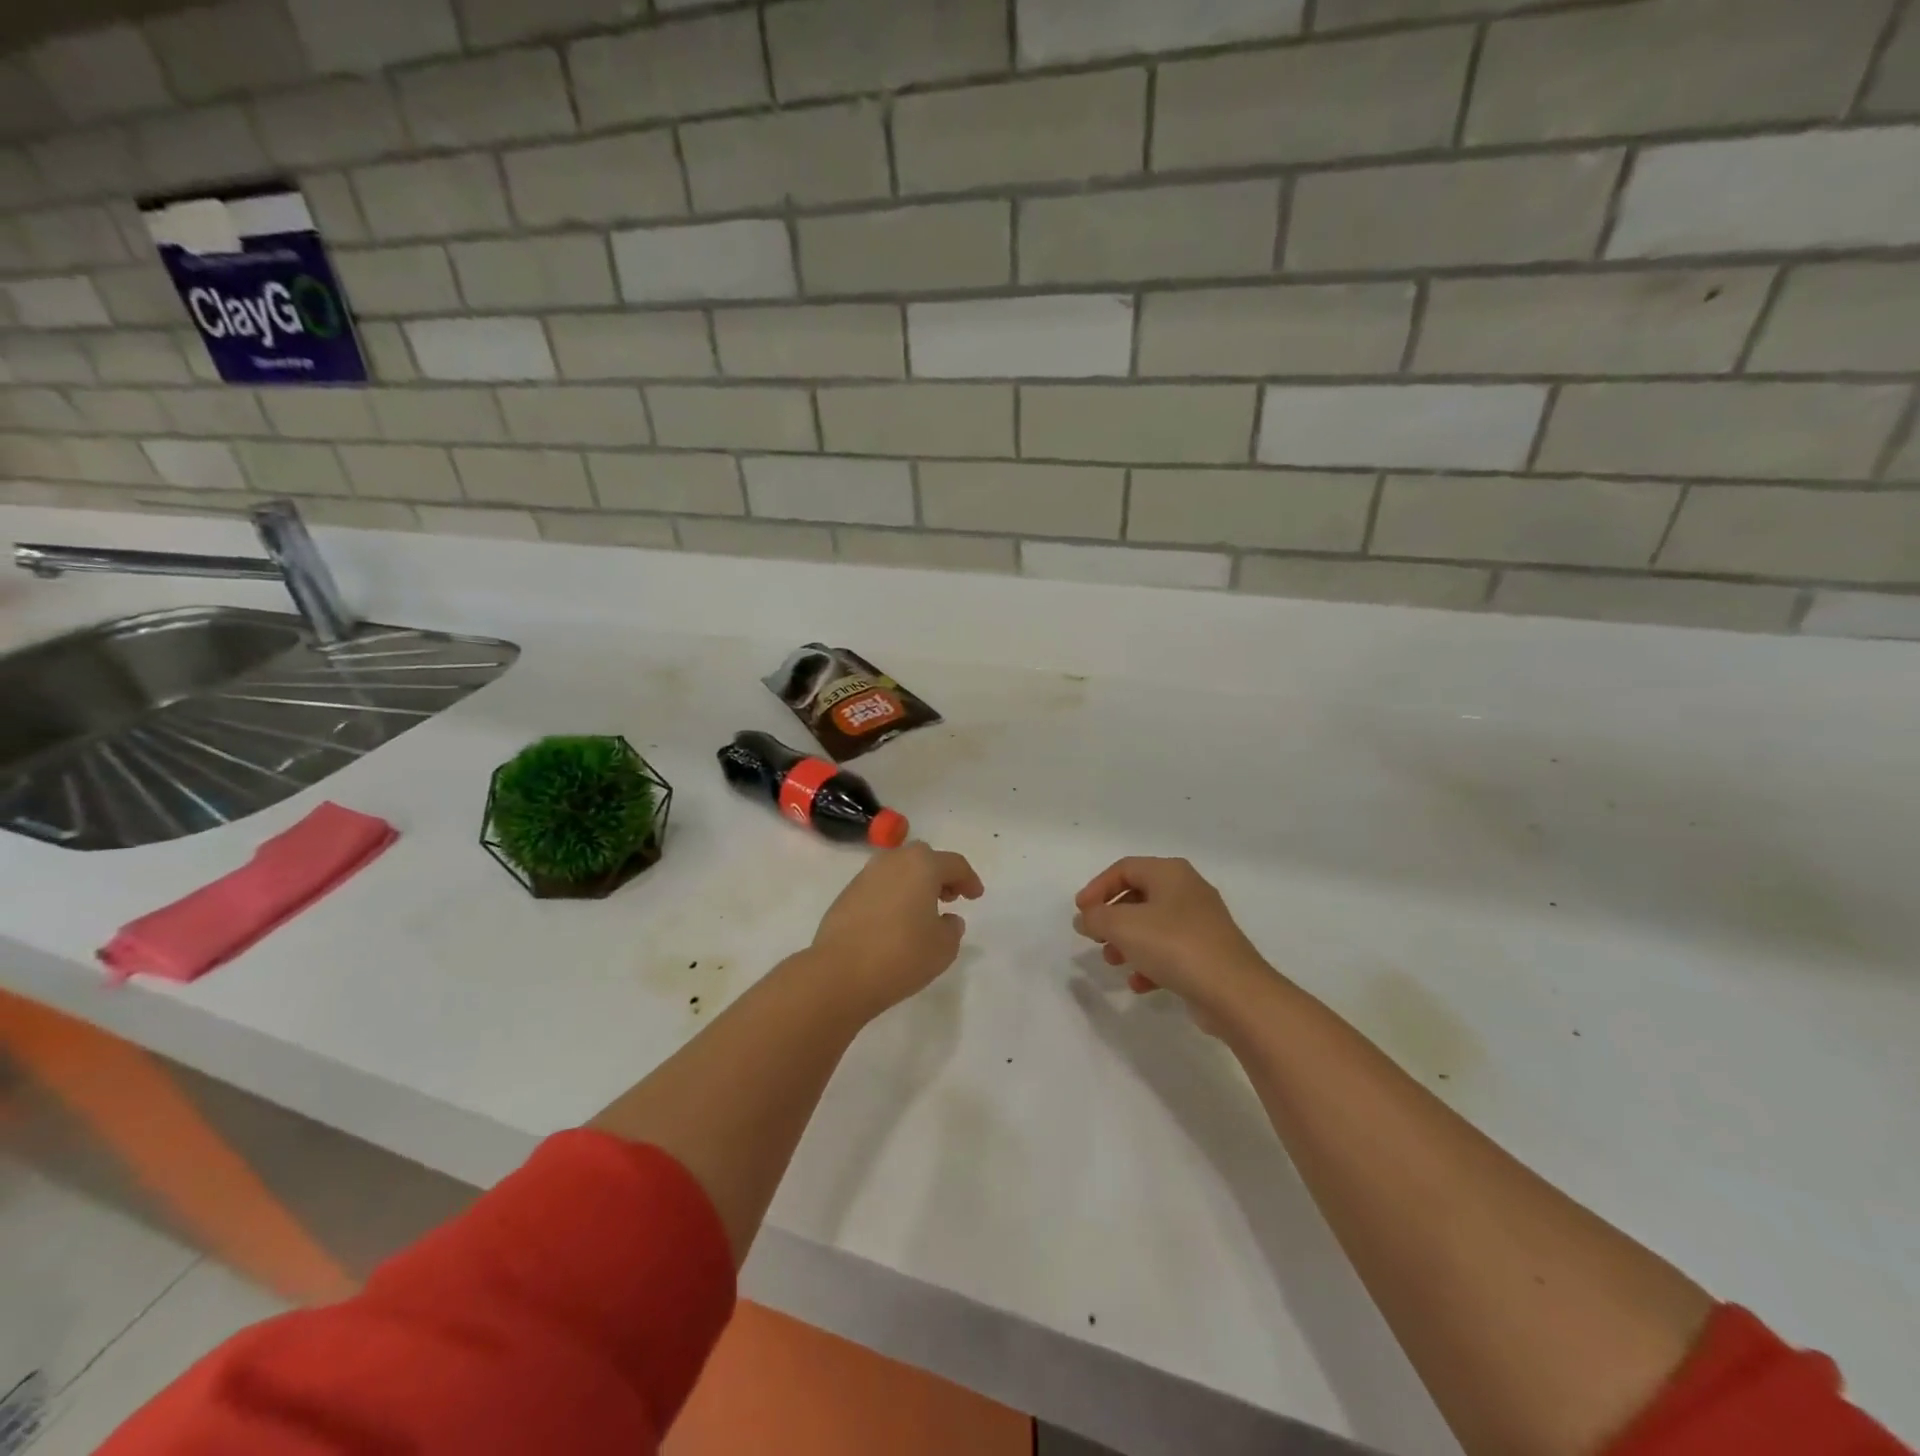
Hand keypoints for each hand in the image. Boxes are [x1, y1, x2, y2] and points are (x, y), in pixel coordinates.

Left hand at [810, 842, 984, 1019]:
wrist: (840, 973)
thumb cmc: (901, 955)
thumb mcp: (943, 947)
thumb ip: (952, 928)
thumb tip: (946, 919)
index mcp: (922, 865)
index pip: (954, 863)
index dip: (969, 879)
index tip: (975, 896)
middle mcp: (893, 861)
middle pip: (923, 858)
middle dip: (939, 874)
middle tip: (950, 897)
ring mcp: (865, 876)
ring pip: (898, 870)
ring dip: (914, 884)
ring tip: (922, 911)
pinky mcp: (847, 894)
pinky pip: (879, 886)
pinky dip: (893, 895)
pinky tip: (896, 921)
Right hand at [1072, 858, 1277, 1031]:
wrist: (1234, 992)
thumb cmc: (1174, 946)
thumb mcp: (1123, 926)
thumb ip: (1096, 918)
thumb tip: (1085, 918)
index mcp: (1170, 873)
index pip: (1124, 868)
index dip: (1097, 887)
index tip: (1081, 913)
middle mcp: (1188, 890)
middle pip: (1138, 896)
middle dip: (1112, 918)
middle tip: (1095, 937)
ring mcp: (1202, 923)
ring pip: (1153, 925)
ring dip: (1128, 942)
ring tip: (1113, 961)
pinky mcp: (1209, 953)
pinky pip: (1171, 951)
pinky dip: (1150, 963)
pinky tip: (1139, 984)